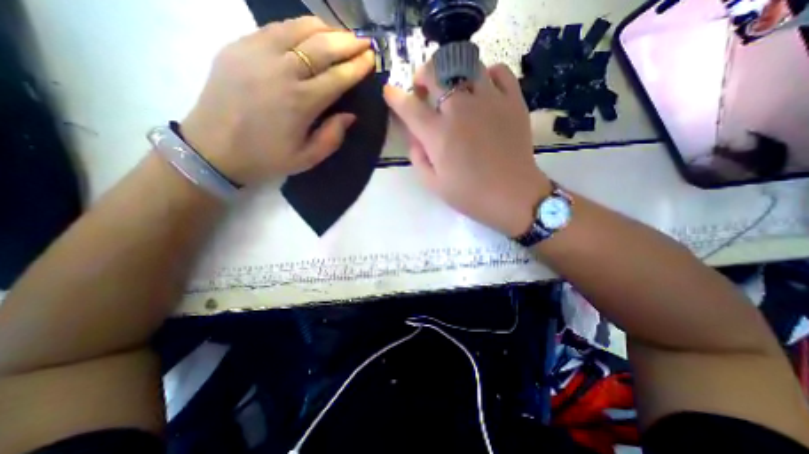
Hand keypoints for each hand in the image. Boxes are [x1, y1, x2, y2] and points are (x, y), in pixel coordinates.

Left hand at [179, 17, 375, 185]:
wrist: (214, 148)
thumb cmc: (267, 158)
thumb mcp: (307, 158)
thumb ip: (332, 137)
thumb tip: (350, 115)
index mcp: (301, 103)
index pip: (337, 77)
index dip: (357, 67)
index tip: (371, 59)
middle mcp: (282, 72)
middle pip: (322, 47)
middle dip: (348, 42)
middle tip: (364, 41)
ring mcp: (257, 53)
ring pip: (299, 29)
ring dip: (326, 29)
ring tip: (341, 34)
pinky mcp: (239, 45)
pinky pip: (276, 28)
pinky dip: (299, 26)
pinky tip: (310, 32)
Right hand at [383, 63, 548, 237]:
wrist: (512, 196)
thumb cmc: (470, 194)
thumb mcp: (433, 183)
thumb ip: (418, 157)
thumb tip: (415, 136)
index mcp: (438, 134)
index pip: (409, 107)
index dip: (395, 97)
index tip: (390, 92)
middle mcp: (460, 110)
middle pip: (436, 73)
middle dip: (423, 76)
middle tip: (423, 89)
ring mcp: (489, 101)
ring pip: (466, 65)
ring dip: (451, 72)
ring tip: (452, 87)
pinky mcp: (513, 101)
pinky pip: (498, 71)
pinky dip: (486, 74)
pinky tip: (482, 88)